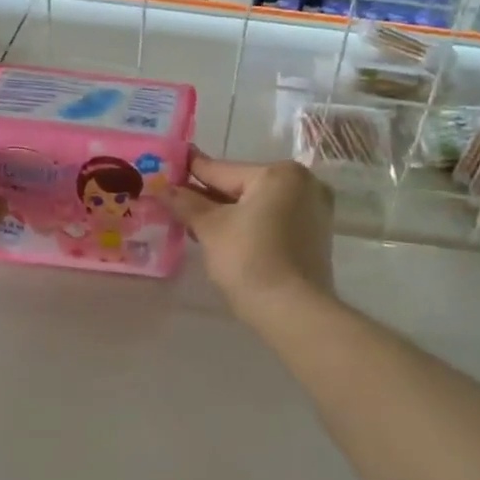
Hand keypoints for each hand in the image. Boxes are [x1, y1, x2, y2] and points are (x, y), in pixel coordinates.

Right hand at [167, 152, 334, 315]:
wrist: (293, 311)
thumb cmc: (250, 260)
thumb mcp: (211, 229)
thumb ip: (186, 204)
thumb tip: (164, 189)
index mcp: (279, 174)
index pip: (222, 169)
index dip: (190, 172)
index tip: (168, 167)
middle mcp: (304, 184)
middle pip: (243, 186)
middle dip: (209, 197)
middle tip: (175, 201)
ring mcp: (314, 211)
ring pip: (258, 206)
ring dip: (228, 213)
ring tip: (193, 223)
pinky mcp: (315, 237)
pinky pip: (273, 222)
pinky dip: (250, 226)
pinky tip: (225, 238)